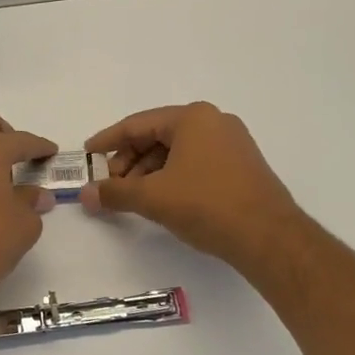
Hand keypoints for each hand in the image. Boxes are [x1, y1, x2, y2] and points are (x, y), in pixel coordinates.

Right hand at [80, 103, 298, 274]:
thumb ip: (115, 192)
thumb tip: (85, 195)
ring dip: (149, 172)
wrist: (269, 237)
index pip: (137, 124)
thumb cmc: (206, 205)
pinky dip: (172, 177)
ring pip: (176, 151)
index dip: (108, 141)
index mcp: (192, 118)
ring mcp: (232, 143)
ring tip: (134, 198)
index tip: (88, 155)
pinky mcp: (241, 166)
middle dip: (129, 161)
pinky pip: (195, 162)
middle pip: (157, 136)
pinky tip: (162, 199)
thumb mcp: (152, 198)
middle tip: (111, 185)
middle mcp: (214, 122)